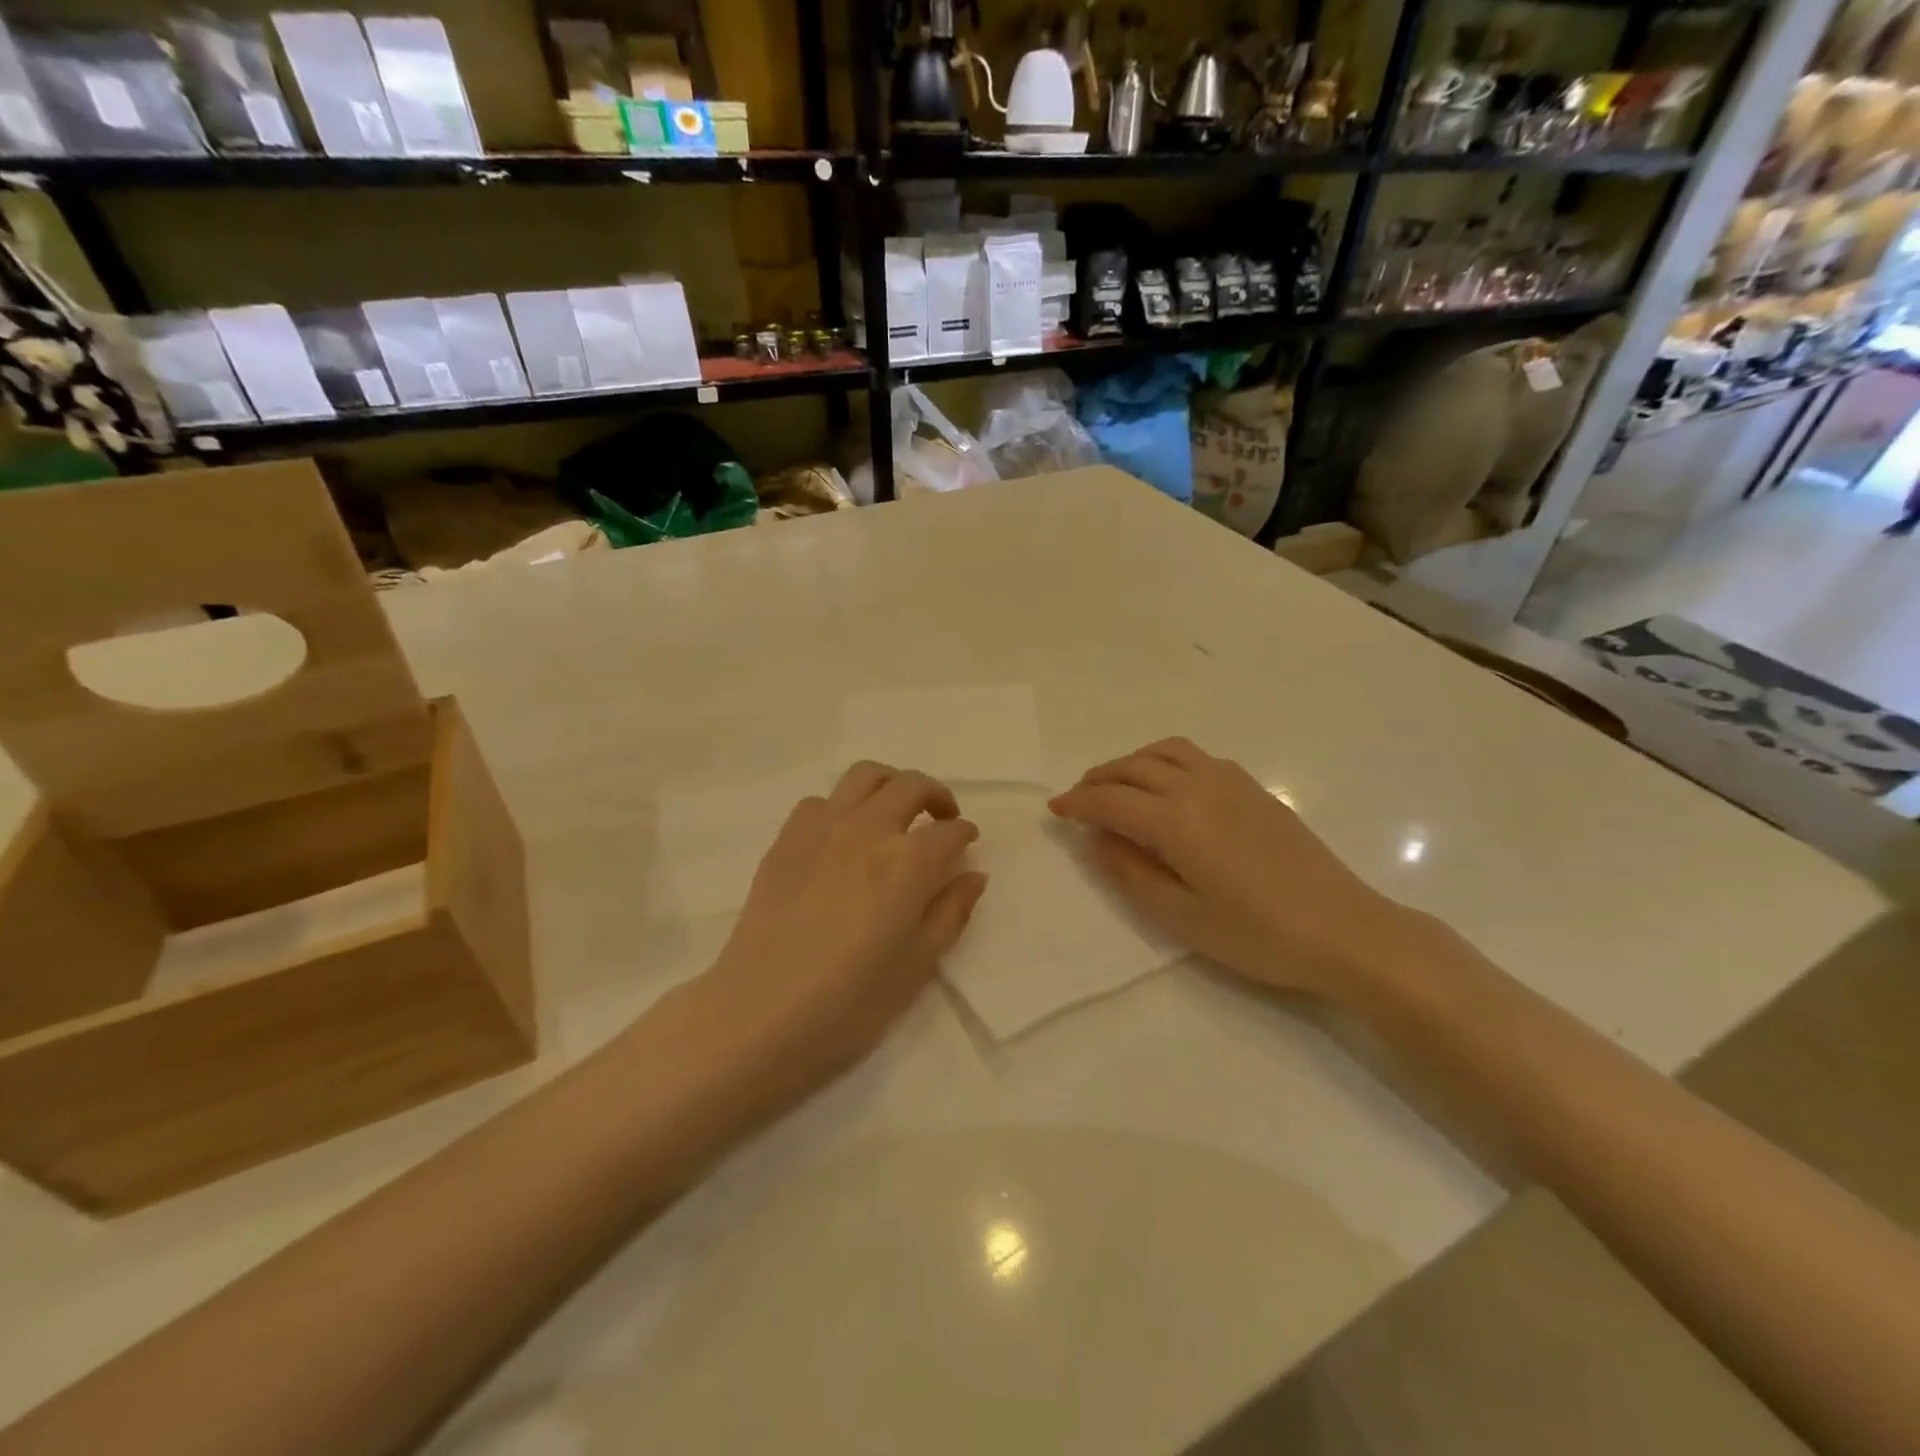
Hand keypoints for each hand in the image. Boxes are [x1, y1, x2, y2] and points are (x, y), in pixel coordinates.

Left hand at [696, 761, 987, 1098]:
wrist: (760, 1014)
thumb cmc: (850, 1001)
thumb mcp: (917, 965)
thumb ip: (951, 912)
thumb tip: (973, 875)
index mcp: (907, 862)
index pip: (950, 832)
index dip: (965, 835)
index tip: (967, 844)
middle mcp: (868, 829)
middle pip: (911, 785)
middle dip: (936, 795)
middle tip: (941, 819)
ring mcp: (822, 828)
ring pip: (864, 775)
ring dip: (890, 785)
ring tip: (895, 812)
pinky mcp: (786, 839)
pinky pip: (820, 801)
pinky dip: (841, 807)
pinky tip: (842, 837)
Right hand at [1049, 738, 1423, 998]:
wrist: (1345, 931)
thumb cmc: (1258, 935)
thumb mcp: (1181, 917)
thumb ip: (1131, 873)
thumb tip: (1098, 838)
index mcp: (1177, 821)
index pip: (1111, 799)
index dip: (1077, 802)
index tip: (1054, 809)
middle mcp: (1200, 787)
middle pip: (1134, 766)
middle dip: (1098, 778)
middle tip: (1078, 798)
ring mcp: (1232, 782)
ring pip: (1167, 751)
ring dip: (1132, 761)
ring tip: (1118, 784)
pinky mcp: (1255, 789)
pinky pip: (1197, 757)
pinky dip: (1165, 761)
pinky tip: (1168, 788)